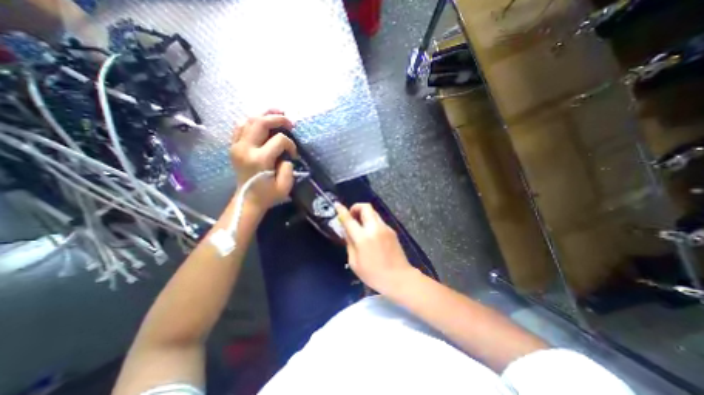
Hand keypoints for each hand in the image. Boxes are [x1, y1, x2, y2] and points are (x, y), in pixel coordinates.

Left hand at [232, 110, 296, 212]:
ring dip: (264, 114)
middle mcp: (246, 149)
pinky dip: (252, 120)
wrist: (247, 200)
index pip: (279, 140)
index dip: (291, 144)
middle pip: (261, 122)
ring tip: (277, 112)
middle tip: (290, 122)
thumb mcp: (285, 186)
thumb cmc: (268, 195)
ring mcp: (237, 146)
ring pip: (249, 120)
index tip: (294, 154)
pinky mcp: (234, 147)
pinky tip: (262, 121)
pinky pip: (240, 126)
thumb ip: (288, 168)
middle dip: (278, 118)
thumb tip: (285, 155)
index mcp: (260, 159)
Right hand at [337, 203, 416, 293]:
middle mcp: (375, 228)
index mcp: (363, 237)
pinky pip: (379, 221)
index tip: (337, 205)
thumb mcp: (355, 263)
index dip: (342, 211)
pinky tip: (371, 234)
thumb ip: (349, 244)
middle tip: (352, 216)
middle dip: (356, 207)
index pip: (349, 219)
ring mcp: (385, 228)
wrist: (399, 278)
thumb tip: (348, 232)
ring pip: (373, 212)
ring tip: (360, 226)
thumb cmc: (374, 274)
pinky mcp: (392, 230)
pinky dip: (372, 222)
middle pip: (366, 207)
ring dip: (364, 214)